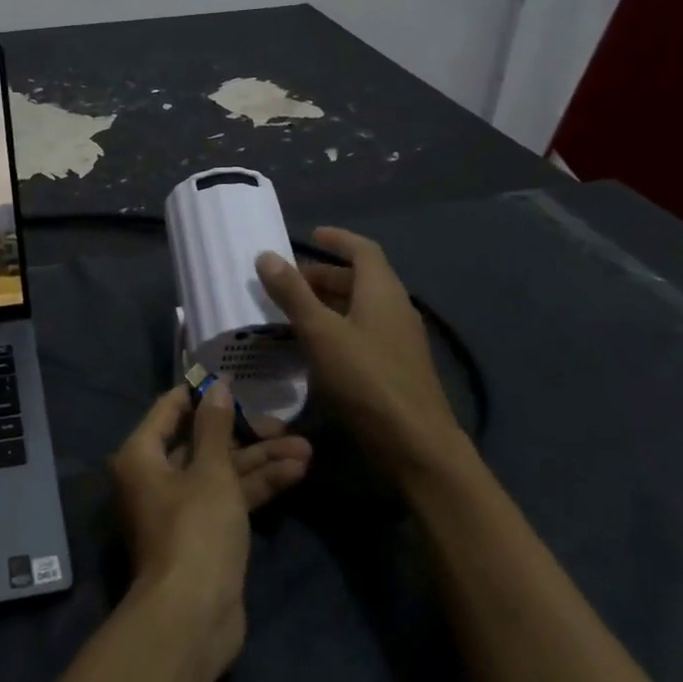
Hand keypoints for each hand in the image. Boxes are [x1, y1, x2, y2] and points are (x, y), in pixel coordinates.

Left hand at [108, 381, 311, 674]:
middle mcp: (156, 476)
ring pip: (222, 471)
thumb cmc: (195, 530)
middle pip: (202, 442)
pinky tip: (296, 473)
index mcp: (142, 455)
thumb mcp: (210, 471)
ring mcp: (181, 506)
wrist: (193, 618)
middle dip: (245, 433)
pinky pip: (229, 497)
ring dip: (261, 460)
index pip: (170, 409)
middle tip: (285, 424)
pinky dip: (258, 486)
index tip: (234, 380)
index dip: (202, 394)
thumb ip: (215, 426)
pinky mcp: (204, 533)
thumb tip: (215, 385)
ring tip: (306, 448)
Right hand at [255, 227, 462, 477]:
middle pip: (359, 279)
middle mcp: (395, 309)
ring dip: (327, 304)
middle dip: (323, 275)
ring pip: (360, 309)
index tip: (311, 235)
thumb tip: (266, 255)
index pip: (363, 250)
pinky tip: (313, 348)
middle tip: (286, 282)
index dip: (338, 239)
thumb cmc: (366, 380)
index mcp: (382, 291)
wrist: (416, 446)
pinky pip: (362, 333)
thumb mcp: (321, 333)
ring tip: (291, 312)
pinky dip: (336, 329)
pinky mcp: (395, 368)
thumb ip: (293, 293)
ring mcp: (398, 341)